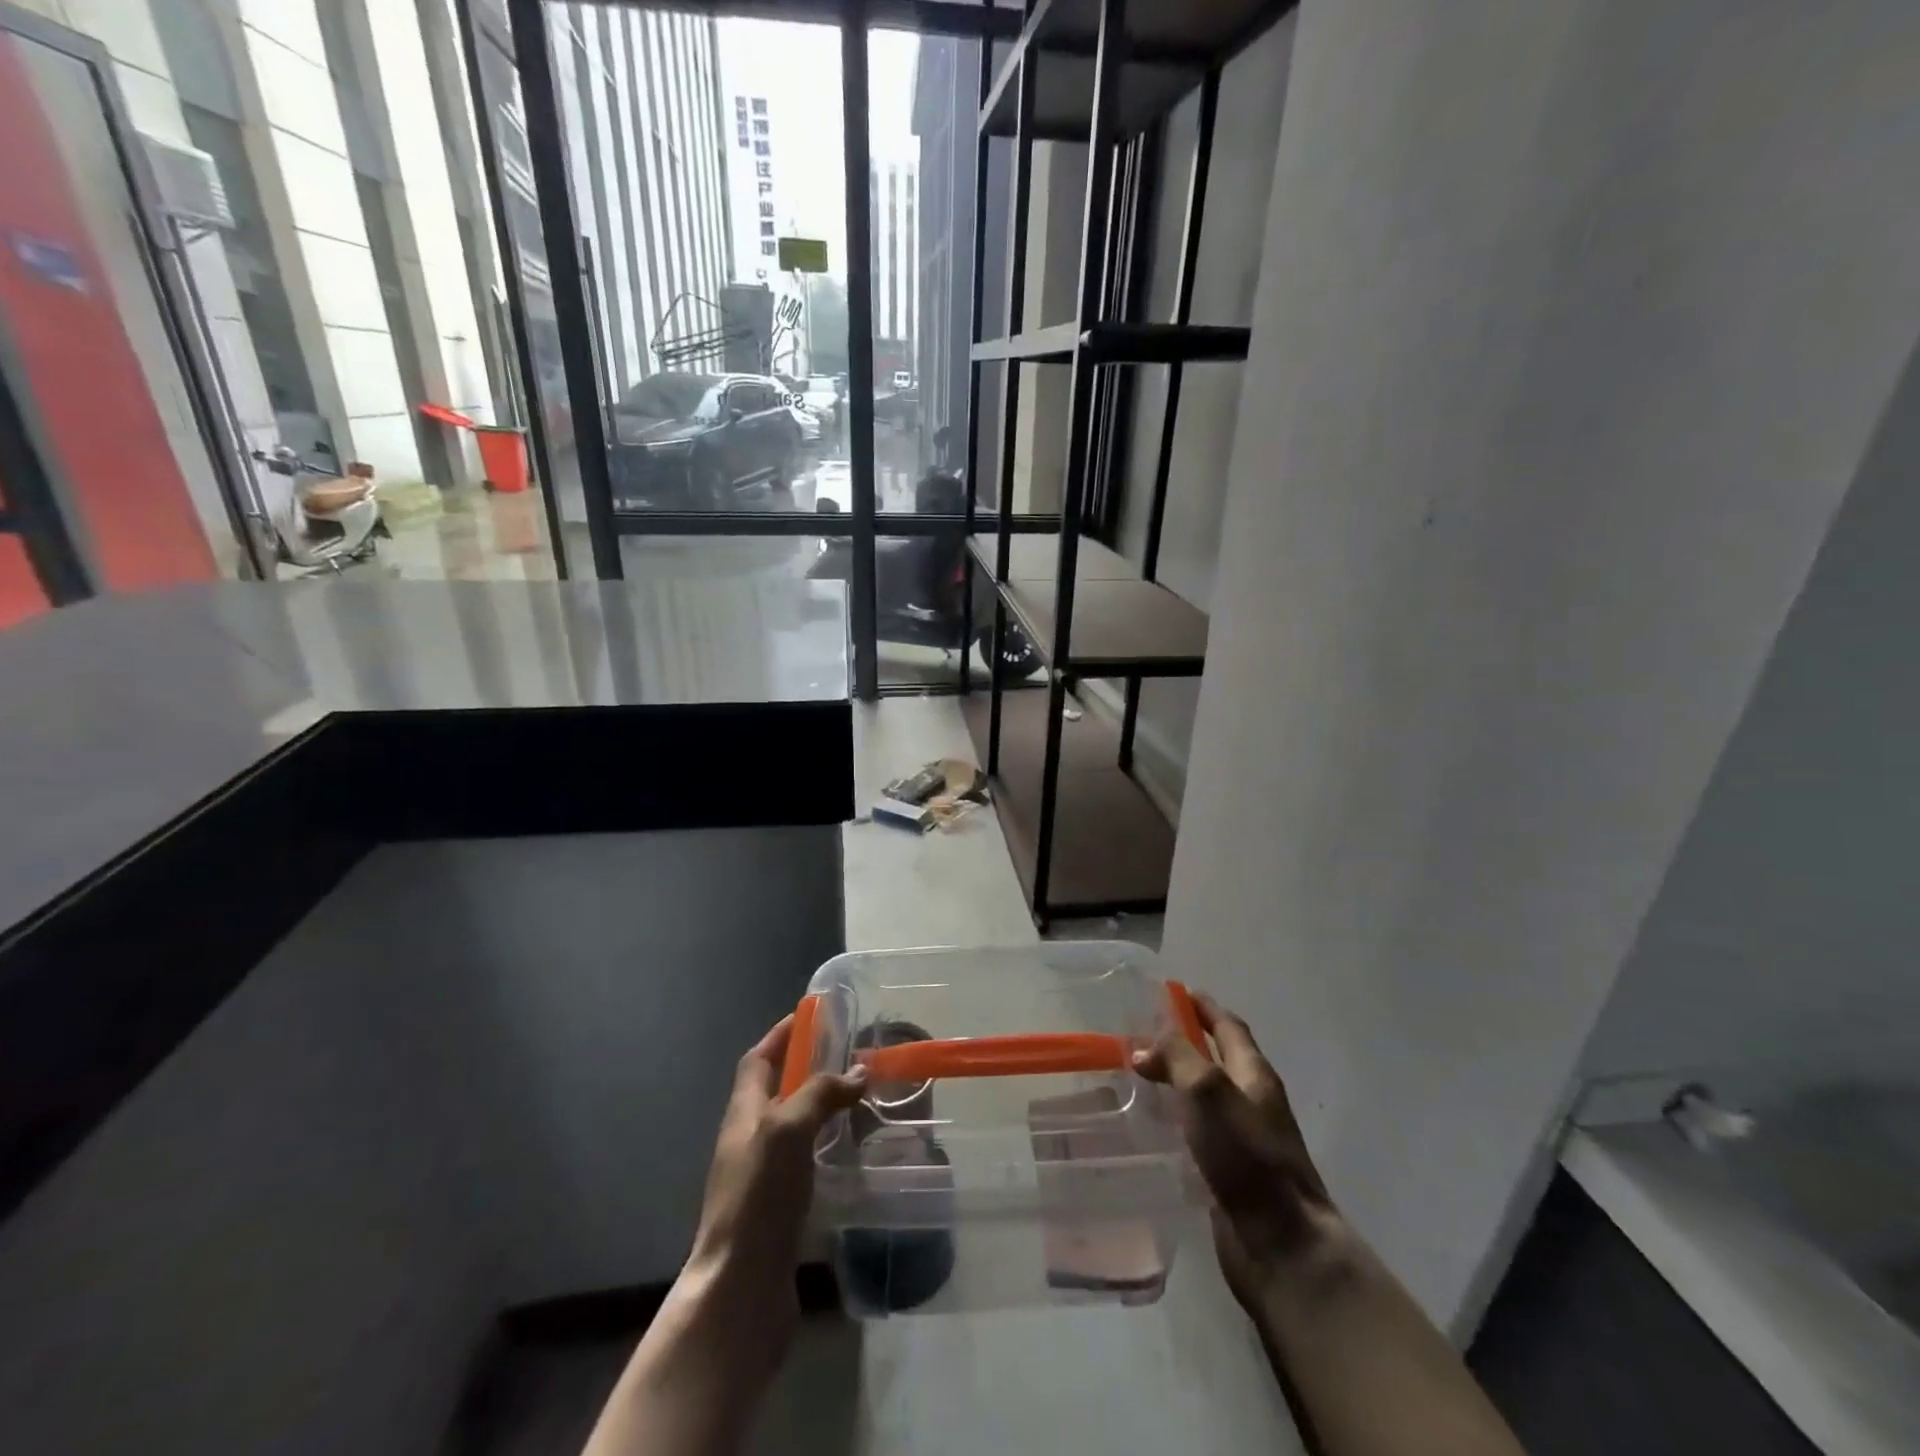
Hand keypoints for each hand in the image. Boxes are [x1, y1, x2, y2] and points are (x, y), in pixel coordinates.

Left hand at [684, 1014, 866, 1359]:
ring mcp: (762, 1178)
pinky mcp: (779, 1210)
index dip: (781, 1035)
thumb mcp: (788, 1129)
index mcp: (744, 1114)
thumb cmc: (759, 1197)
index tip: (810, 1016)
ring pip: (793, 1127)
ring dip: (820, 1108)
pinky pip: (804, 1162)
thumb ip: (821, 1094)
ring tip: (859, 1099)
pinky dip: (826, 1147)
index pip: (758, 1060)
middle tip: (849, 1056)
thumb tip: (859, 1071)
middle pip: (775, 1091)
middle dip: (806, 1068)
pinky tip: (851, 1153)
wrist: (740, 1290)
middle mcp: (749, 1140)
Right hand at [1133, 993, 1336, 1312]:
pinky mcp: (1228, 1172)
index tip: (1174, 991)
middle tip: (1141, 1033)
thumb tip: (1143, 1047)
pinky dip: (1175, 1118)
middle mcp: (1251, 1101)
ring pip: (1204, 1097)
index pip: (1229, 1027)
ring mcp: (1242, 1139)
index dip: (1204, 1007)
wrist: (1282, 1244)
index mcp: (1255, 1075)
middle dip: (1184, 1042)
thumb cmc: (1247, 1157)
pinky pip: (1197, 1132)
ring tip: (1135, 1075)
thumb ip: (1176, 1059)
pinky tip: (1149, 1125)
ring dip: (1176, 1081)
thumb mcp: (1208, 1091)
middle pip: (1217, 1059)